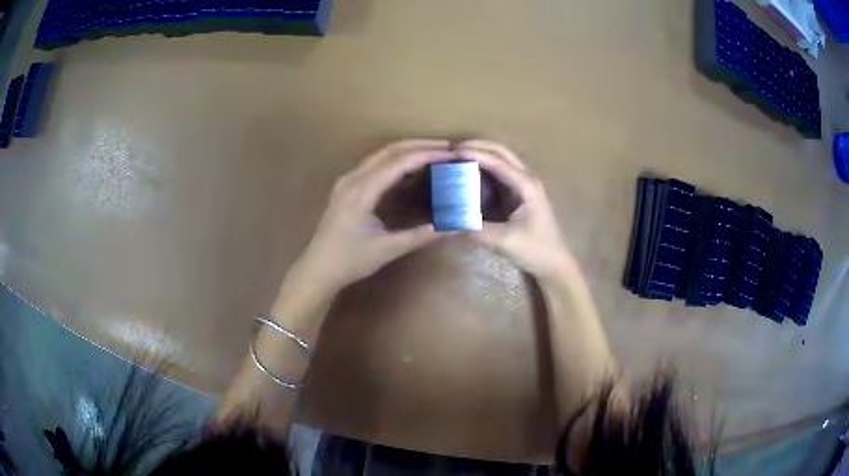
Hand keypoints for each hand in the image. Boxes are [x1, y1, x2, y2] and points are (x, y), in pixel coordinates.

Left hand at [295, 140, 455, 290]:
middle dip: (419, 146)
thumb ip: (420, 236)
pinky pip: (374, 165)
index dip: (427, 155)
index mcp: (361, 191)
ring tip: (433, 153)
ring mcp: (347, 181)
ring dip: (407, 150)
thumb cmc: (349, 261)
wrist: (317, 269)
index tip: (451, 154)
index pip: (399, 162)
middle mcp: (353, 179)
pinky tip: (409, 168)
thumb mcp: (387, 250)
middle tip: (447, 148)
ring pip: (380, 155)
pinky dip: (395, 161)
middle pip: (389, 150)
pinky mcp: (346, 187)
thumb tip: (452, 227)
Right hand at [457, 140, 572, 280]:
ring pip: (502, 160)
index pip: (498, 161)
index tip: (452, 151)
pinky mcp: (520, 195)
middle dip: (478, 146)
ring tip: (458, 156)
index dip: (475, 153)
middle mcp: (527, 179)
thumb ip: (476, 230)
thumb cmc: (536, 250)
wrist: (554, 264)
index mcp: (527, 185)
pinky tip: (470, 172)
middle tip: (453, 149)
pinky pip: (501, 173)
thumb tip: (446, 222)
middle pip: (502, 152)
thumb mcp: (505, 241)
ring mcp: (525, 186)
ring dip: (482, 154)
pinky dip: (485, 167)